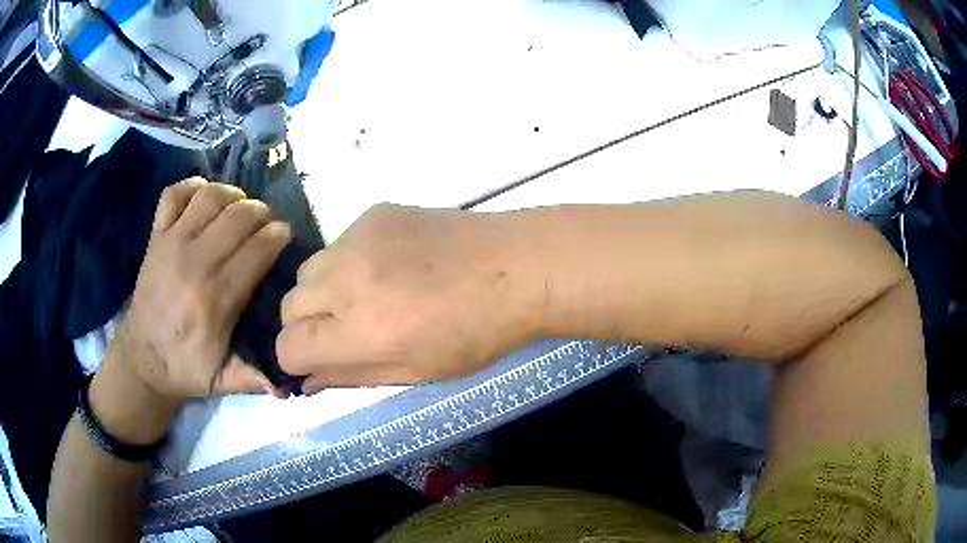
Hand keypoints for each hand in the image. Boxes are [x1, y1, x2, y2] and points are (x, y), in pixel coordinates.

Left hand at [116, 179, 290, 400]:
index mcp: (215, 299)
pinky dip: (193, 186)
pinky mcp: (155, 236)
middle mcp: (194, 262)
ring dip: (232, 195)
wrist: (140, 358)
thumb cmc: (184, 370)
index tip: (284, 238)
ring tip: (239, 209)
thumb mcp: (222, 384)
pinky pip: (174, 194)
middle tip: (265, 225)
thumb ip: (252, 380)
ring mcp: (171, 244)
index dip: (278, 236)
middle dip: (261, 213)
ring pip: (210, 197)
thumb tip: (287, 387)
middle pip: (239, 216)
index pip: (257, 250)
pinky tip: (205, 198)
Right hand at [276, 204, 540, 392]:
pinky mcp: (373, 212)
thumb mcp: (415, 372)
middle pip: (288, 306)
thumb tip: (307, 380)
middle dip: (306, 326)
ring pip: (308, 271)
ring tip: (366, 296)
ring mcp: (358, 238)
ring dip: (323, 292)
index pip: (288, 347)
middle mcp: (347, 280)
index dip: (298, 359)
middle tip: (345, 331)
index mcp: (361, 331)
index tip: (319, 359)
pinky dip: (348, 262)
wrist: (516, 266)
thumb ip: (352, 376)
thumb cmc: (476, 333)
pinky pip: (338, 244)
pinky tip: (388, 265)